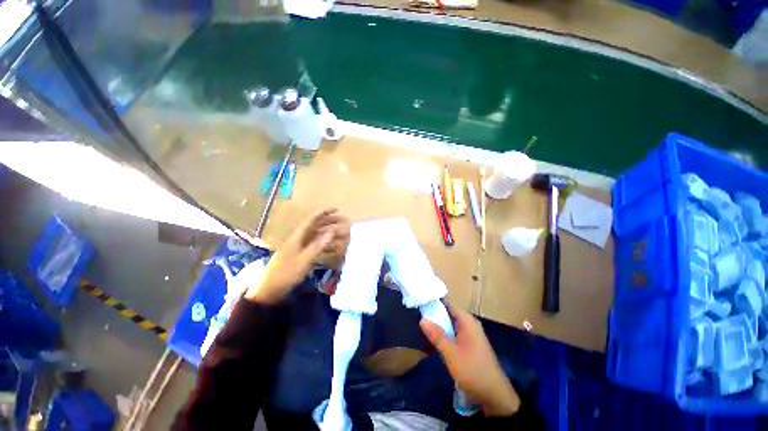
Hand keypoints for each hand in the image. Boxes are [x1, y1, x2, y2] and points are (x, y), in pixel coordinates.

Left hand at [245, 209, 349, 303]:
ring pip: (318, 236)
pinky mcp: (302, 255)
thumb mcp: (304, 259)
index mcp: (298, 236)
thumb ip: (319, 245)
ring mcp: (301, 247)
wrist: (270, 289)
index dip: (324, 212)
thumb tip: (333, 230)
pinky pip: (317, 246)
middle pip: (317, 226)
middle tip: (344, 222)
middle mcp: (300, 238)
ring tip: (343, 235)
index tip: (337, 209)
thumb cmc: (287, 272)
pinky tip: (335, 249)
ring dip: (330, 235)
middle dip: (330, 222)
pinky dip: (326, 246)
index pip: (312, 219)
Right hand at [420, 306, 519, 416]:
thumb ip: (436, 335)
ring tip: (421, 328)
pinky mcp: (470, 345)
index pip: (448, 305)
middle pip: (448, 314)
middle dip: (434, 316)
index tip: (420, 305)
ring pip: (451, 325)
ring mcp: (471, 335)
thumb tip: (422, 319)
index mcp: (467, 321)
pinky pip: (454, 335)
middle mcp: (470, 324)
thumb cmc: (472, 370)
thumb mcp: (451, 353)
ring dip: (439, 327)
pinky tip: (434, 341)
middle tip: (417, 317)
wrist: (494, 395)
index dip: (434, 304)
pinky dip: (445, 336)